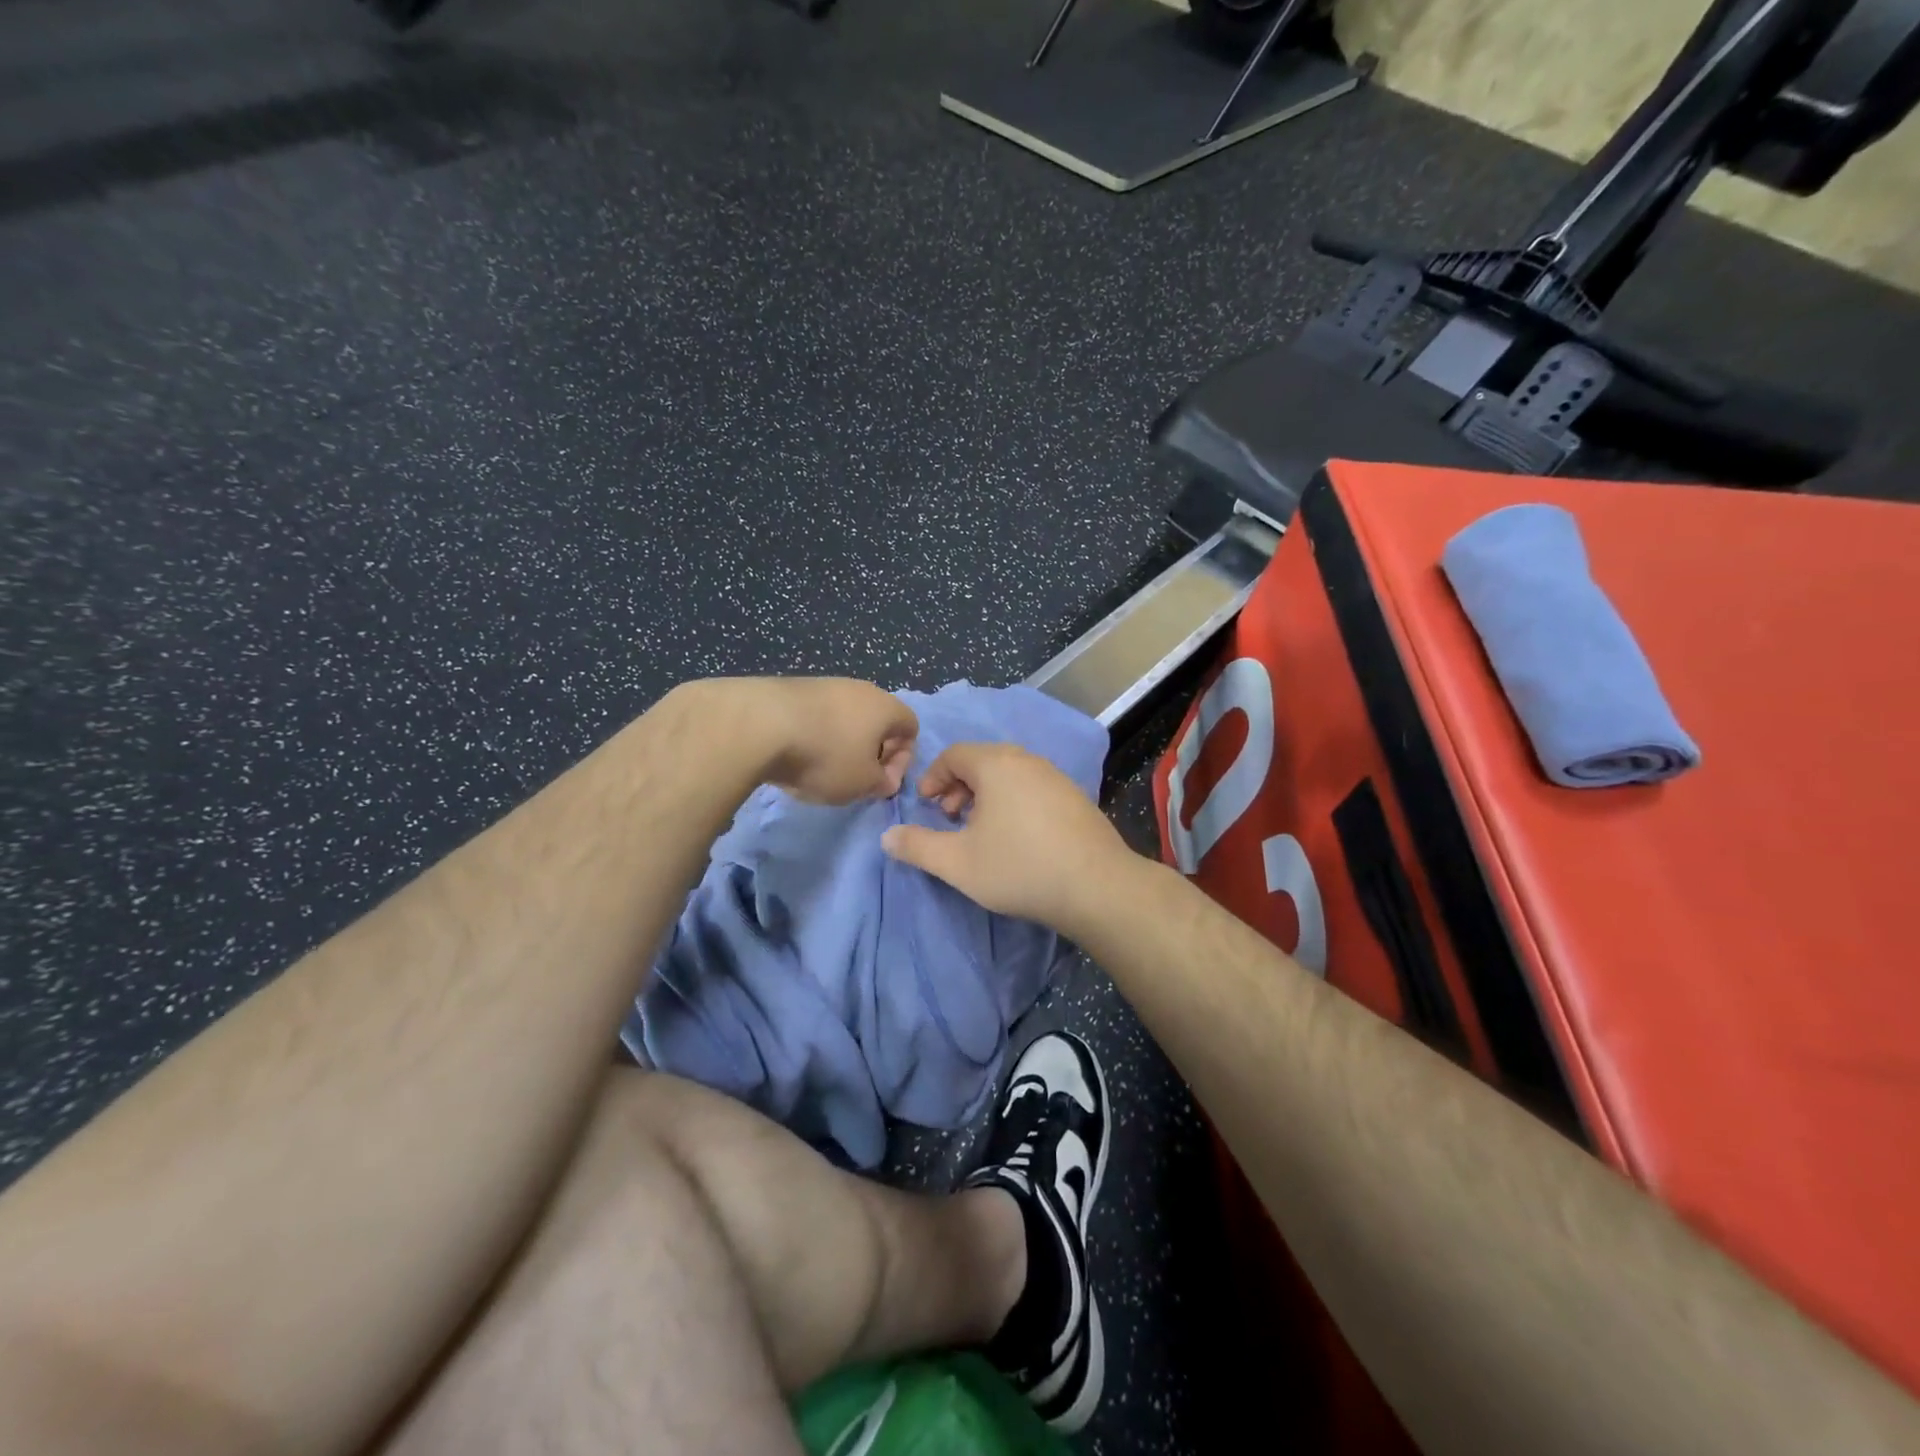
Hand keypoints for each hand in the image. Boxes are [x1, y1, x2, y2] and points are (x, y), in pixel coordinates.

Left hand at [748, 677, 918, 803]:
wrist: (762, 724)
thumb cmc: (826, 756)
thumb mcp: (863, 783)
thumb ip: (882, 783)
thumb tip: (884, 779)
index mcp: (885, 706)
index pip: (911, 728)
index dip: (903, 759)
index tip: (881, 782)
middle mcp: (860, 688)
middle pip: (877, 721)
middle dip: (870, 752)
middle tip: (853, 778)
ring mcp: (825, 684)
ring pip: (845, 718)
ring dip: (840, 744)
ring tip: (819, 769)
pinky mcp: (793, 688)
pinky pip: (816, 715)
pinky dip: (813, 735)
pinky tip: (794, 755)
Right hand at [880, 742, 1135, 933]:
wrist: (1096, 886)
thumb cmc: (1019, 868)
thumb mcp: (957, 863)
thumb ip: (917, 847)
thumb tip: (887, 837)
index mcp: (996, 764)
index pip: (953, 754)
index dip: (933, 778)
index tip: (926, 806)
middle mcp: (1027, 760)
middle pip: (982, 760)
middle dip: (958, 786)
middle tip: (950, 818)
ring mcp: (1056, 776)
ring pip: (1009, 773)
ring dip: (986, 794)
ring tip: (981, 830)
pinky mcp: (1075, 796)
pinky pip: (1032, 786)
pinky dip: (1013, 800)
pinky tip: (1017, 837)